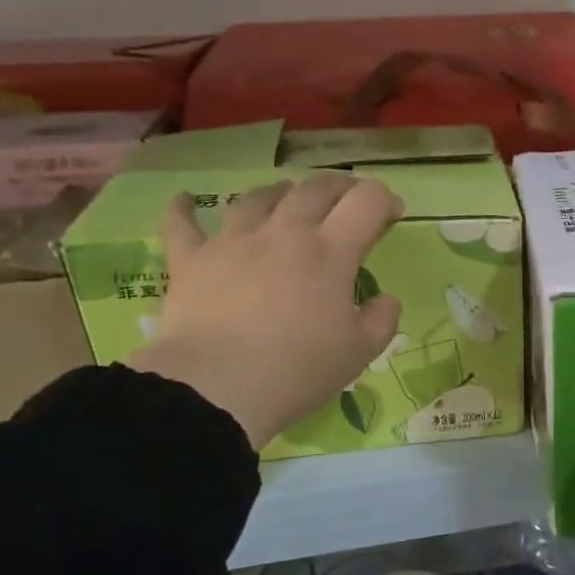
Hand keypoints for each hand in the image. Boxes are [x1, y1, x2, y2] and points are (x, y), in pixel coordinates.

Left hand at [128, 174, 403, 449]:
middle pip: (315, 189)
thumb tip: (387, 300)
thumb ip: (382, 320)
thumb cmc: (298, 370)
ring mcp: (233, 242)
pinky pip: (182, 224)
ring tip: (286, 196)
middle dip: (340, 187)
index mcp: (330, 252)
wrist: (217, 387)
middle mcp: (284, 233)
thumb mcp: (359, 353)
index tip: (392, 214)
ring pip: (258, 198)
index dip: (385, 200)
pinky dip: (185, 208)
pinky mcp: (190, 260)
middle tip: (348, 199)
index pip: (367, 202)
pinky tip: (185, 199)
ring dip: (279, 192)